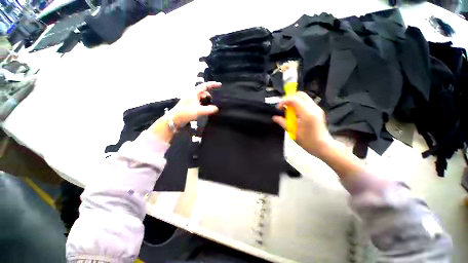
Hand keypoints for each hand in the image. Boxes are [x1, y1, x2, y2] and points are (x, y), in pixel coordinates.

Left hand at [149, 82, 220, 142]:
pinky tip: (205, 109)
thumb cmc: (186, 113)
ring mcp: (191, 99)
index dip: (213, 84)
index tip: (220, 85)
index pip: (205, 85)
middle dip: (210, 94)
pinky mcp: (190, 104)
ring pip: (201, 97)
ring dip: (207, 99)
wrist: (174, 119)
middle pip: (203, 91)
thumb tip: (216, 108)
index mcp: (194, 92)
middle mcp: (192, 94)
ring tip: (211, 105)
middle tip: (216, 99)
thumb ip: (209, 109)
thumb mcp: (199, 111)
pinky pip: (199, 101)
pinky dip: (204, 103)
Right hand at [273, 92, 332, 157]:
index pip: (294, 99)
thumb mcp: (293, 132)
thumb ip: (283, 122)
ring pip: (303, 97)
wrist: (323, 146)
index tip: (278, 108)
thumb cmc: (307, 141)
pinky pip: (306, 102)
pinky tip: (295, 113)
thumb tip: (275, 117)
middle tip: (283, 107)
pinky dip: (298, 104)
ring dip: (293, 101)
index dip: (284, 101)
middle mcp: (313, 108)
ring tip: (288, 110)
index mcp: (307, 113)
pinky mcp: (317, 111)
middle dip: (289, 98)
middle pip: (300, 94)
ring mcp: (317, 108)